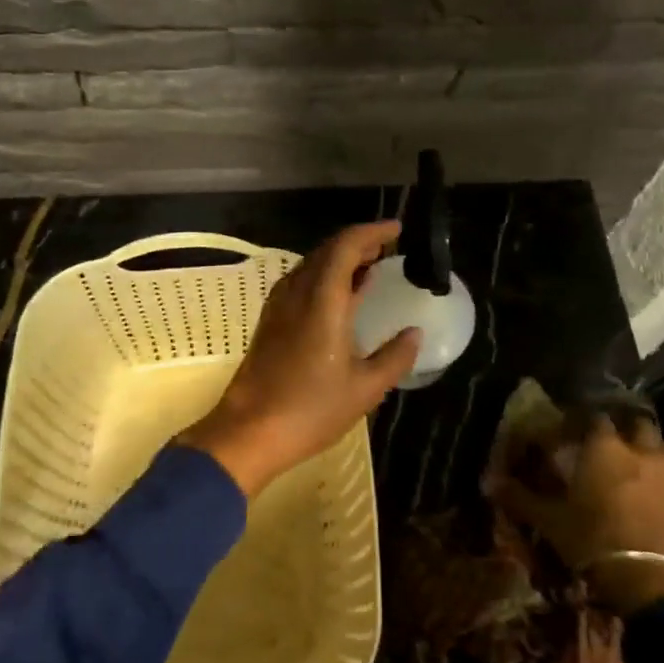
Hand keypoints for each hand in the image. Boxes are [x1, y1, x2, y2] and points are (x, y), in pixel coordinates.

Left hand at [184, 221, 419, 498]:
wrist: (249, 432)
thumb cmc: (311, 410)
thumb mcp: (365, 388)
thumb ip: (395, 357)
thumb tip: (415, 333)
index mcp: (322, 299)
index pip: (346, 246)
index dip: (372, 232)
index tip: (398, 230)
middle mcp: (297, 292)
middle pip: (328, 250)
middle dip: (359, 243)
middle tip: (389, 248)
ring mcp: (279, 305)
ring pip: (312, 265)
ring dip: (341, 259)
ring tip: (371, 267)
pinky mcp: (270, 320)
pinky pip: (301, 282)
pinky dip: (326, 277)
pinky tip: (341, 296)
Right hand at [491, 410, 663, 616]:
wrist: (649, 582)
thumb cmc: (593, 539)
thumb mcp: (549, 520)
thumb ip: (520, 497)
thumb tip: (488, 481)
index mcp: (604, 446)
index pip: (593, 416)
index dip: (580, 419)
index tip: (567, 430)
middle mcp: (638, 451)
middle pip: (635, 422)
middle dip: (621, 426)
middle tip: (602, 440)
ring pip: (660, 446)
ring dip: (646, 448)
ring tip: (629, 461)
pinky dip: (659, 474)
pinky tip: (644, 488)